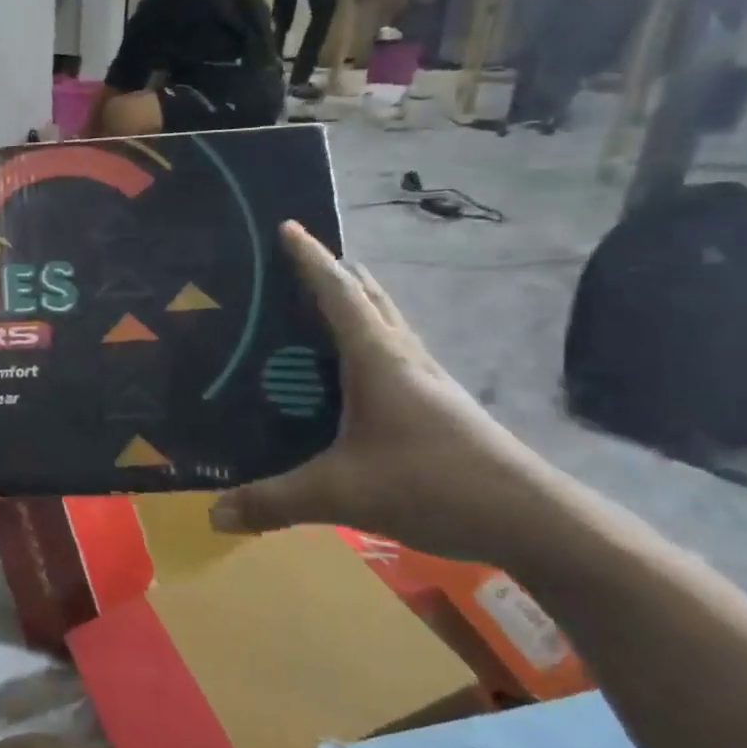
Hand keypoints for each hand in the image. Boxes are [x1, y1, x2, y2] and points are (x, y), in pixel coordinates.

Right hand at [210, 222, 564, 564]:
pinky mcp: (437, 405)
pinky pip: (393, 353)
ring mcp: (426, 380)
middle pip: (369, 297)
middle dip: (335, 273)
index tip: (288, 227)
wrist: (533, 520)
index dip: (310, 258)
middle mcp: (403, 358)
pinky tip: (353, 370)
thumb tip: (213, 516)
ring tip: (320, 304)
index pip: (338, 292)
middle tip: (297, 263)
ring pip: (386, 324)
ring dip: (357, 303)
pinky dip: (368, 340)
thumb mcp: (341, 494)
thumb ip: (274, 502)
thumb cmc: (432, 484)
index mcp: (377, 358)